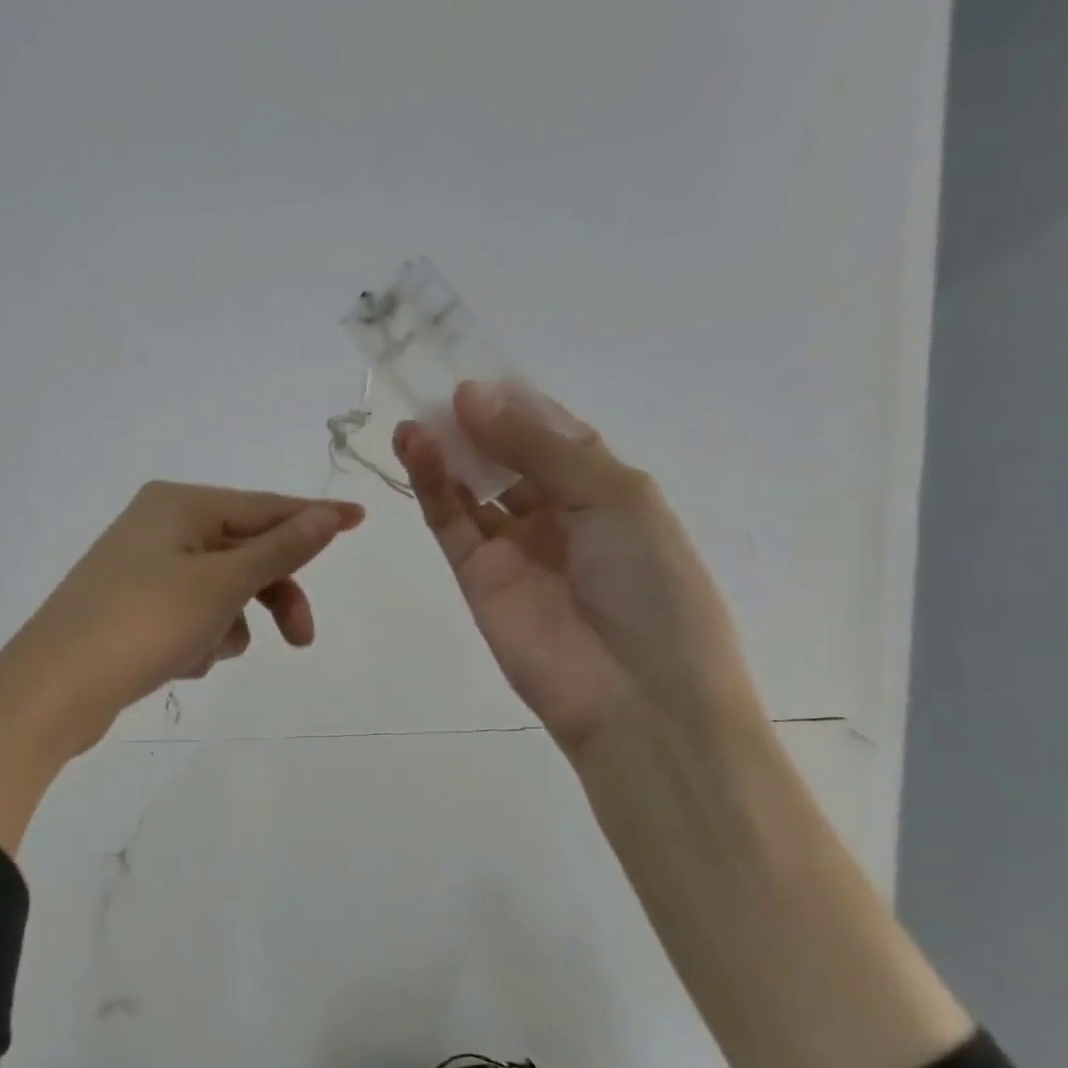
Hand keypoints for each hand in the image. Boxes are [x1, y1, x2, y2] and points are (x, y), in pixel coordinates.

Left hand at [0, 481, 364, 757]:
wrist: (52, 691)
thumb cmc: (143, 624)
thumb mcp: (221, 584)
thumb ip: (281, 548)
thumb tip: (329, 512)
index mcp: (179, 505)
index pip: (265, 507)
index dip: (314, 518)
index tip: (360, 520)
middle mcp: (159, 526)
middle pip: (243, 553)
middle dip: (271, 596)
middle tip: (301, 640)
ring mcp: (142, 568)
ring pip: (220, 591)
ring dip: (226, 624)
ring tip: (200, 651)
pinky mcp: (132, 608)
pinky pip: (190, 615)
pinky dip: (196, 638)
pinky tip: (175, 662)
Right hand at [394, 380, 762, 757]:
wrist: (636, 695)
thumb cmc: (651, 585)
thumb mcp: (613, 497)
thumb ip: (538, 446)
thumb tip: (471, 396)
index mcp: (605, 490)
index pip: (553, 433)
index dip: (518, 403)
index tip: (479, 372)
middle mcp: (557, 512)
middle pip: (506, 455)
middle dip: (476, 422)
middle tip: (434, 387)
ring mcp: (513, 545)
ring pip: (471, 486)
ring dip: (445, 449)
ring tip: (416, 416)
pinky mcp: (475, 575)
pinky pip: (450, 520)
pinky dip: (431, 483)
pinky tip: (416, 447)